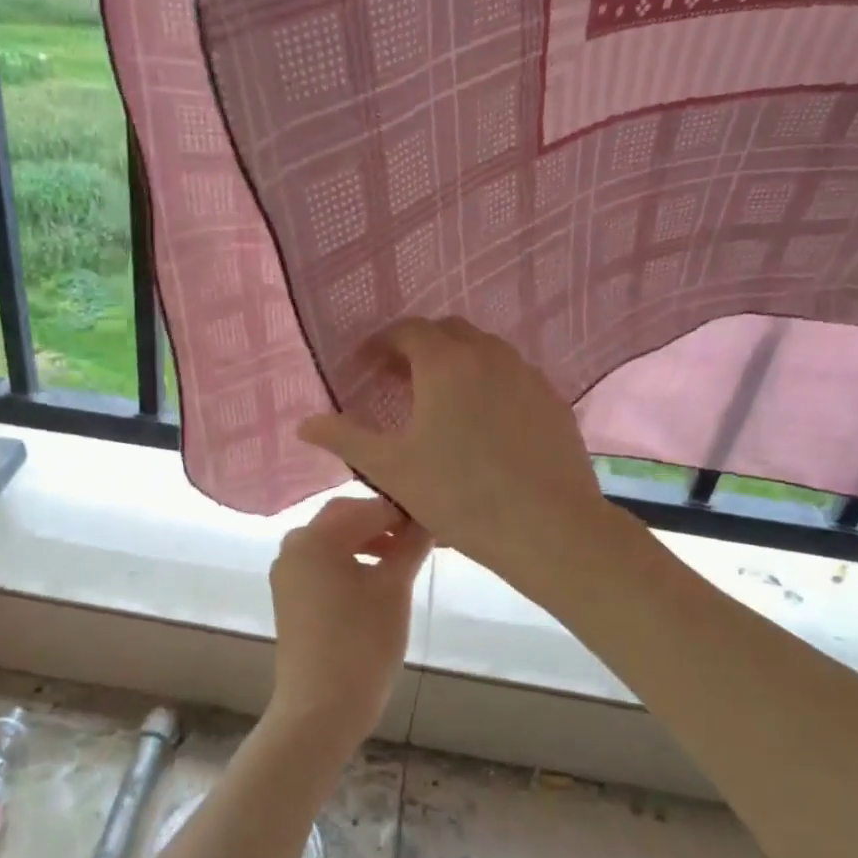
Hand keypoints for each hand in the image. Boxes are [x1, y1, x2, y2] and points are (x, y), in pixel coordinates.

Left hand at [267, 496, 431, 751]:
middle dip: (382, 524)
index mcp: (314, 537)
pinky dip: (350, 563)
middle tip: (420, 536)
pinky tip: (378, 580)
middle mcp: (293, 547)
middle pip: (344, 520)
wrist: (321, 709)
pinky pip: (323, 566)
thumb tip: (427, 519)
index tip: (433, 519)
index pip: (366, 508)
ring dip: (368, 543)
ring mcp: (288, 574)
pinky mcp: (290, 598)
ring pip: (333, 543)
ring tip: (404, 558)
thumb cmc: (362, 642)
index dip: (401, 512)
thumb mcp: (394, 588)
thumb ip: (411, 545)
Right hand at [297, 318, 609, 585]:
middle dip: (418, 348)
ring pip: (485, 351)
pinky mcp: (553, 401)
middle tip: (398, 380)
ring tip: (440, 401)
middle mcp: (489, 355)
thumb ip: (344, 439)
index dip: (381, 344)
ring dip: (456, 363)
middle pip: (448, 332)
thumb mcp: (391, 469)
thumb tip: (304, 424)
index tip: (365, 367)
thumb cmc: (459, 494)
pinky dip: (489, 383)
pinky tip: (484, 423)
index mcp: (446, 363)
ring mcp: (527, 376)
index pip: (408, 331)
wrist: (547, 527)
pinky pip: (513, 376)